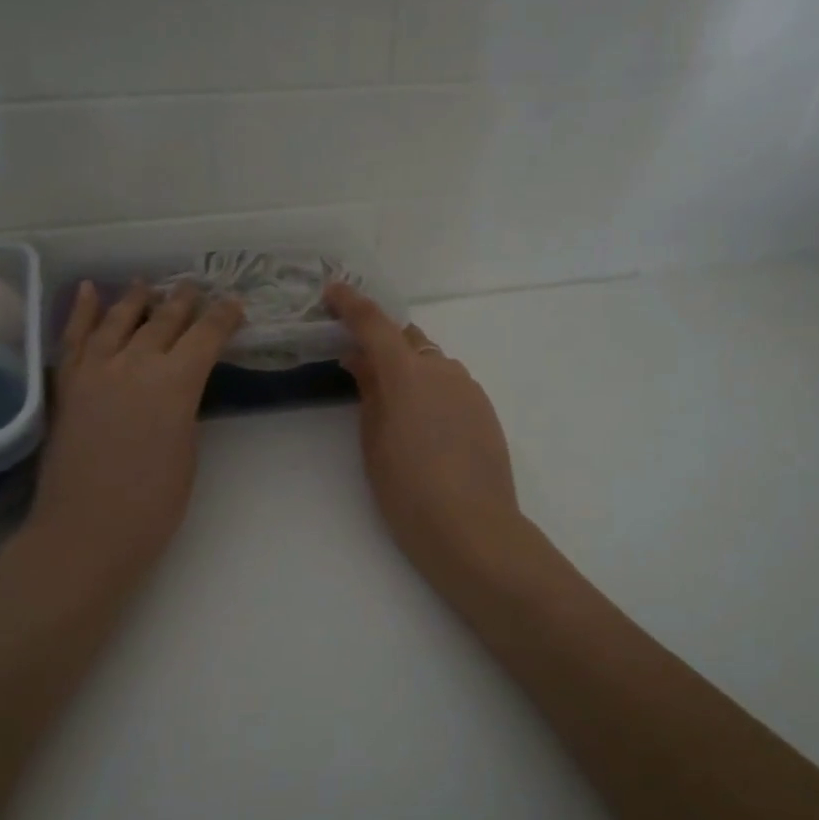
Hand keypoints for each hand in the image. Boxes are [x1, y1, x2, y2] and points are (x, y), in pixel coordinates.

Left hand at [22, 280, 242, 596]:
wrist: (86, 530)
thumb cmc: (153, 503)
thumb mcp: (188, 450)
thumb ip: (184, 407)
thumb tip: (178, 387)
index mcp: (176, 383)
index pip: (206, 336)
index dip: (223, 317)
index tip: (234, 304)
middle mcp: (135, 364)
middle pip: (164, 320)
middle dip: (184, 302)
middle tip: (195, 287)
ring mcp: (95, 370)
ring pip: (119, 320)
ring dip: (137, 298)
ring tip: (147, 284)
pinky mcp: (67, 384)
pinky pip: (74, 337)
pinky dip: (83, 311)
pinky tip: (89, 290)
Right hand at [326, 283, 528, 590]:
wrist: (472, 528)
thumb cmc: (408, 490)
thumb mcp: (374, 442)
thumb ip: (369, 392)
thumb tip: (361, 360)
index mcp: (406, 373)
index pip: (374, 324)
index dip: (351, 304)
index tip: (333, 291)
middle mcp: (441, 369)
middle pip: (407, 340)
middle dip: (383, 345)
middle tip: (361, 367)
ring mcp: (468, 387)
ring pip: (432, 363)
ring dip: (410, 370)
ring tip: (396, 408)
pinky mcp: (485, 408)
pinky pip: (451, 385)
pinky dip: (432, 391)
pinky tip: (427, 427)